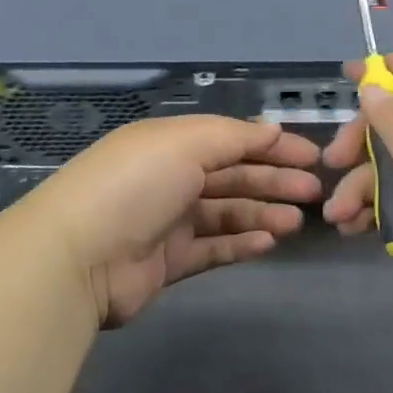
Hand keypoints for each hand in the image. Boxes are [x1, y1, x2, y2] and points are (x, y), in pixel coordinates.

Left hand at [28, 115, 322, 328]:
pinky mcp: (167, 262)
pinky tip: (269, 242)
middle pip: (232, 175)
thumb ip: (234, 137)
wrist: (78, 257)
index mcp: (170, 143)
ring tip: (297, 222)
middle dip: (274, 180)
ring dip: (263, 213)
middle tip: (314, 192)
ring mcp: (167, 222)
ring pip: (226, 213)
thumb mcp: (185, 143)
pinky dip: (241, 244)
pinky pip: (213, 248)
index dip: (271, 146)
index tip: (311, 157)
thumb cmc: (135, 185)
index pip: (230, 139)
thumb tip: (272, 129)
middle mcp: (169, 178)